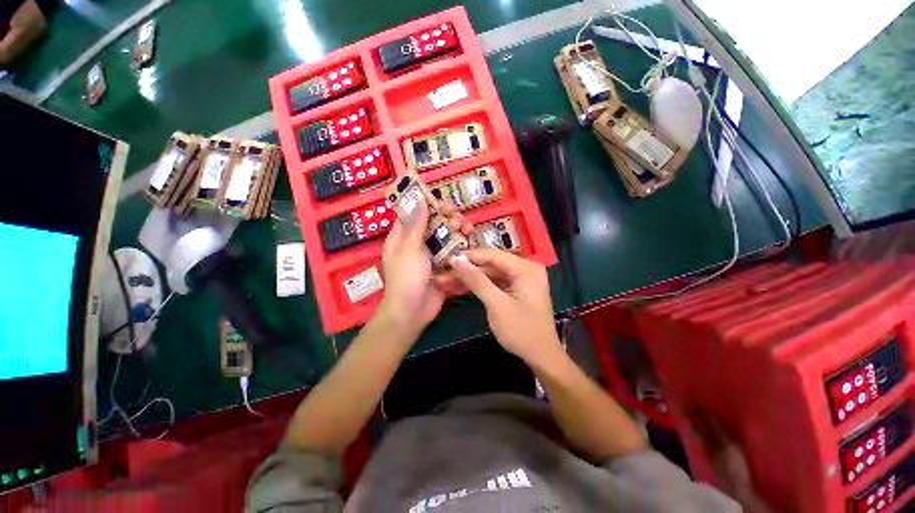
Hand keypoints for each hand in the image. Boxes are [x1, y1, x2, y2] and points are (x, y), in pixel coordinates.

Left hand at [378, 200, 472, 330]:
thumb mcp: (409, 249)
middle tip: (459, 218)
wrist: (412, 311)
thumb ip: (416, 225)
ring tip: (467, 228)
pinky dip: (460, 245)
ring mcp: (430, 255)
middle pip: (433, 224)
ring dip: (457, 231)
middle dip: (448, 218)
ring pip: (445, 236)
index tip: (444, 202)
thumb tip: (419, 199)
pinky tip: (470, 242)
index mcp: (402, 237)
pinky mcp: (442, 266)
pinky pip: (452, 251)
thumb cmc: (406, 277)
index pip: (415, 214)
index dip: (429, 205)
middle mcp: (416, 243)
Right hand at [449, 249, 560, 366]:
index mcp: (525, 268)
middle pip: (490, 265)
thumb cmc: (521, 330)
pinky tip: (460, 288)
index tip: (447, 258)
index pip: (492, 255)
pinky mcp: (516, 290)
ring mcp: (521, 279)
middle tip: (443, 273)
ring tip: (445, 282)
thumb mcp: (496, 304)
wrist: (541, 357)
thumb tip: (457, 258)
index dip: (468, 256)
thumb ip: (476, 280)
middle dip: (467, 271)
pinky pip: (495, 283)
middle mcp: (525, 269)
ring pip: (490, 274)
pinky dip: (479, 287)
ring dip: (470, 279)